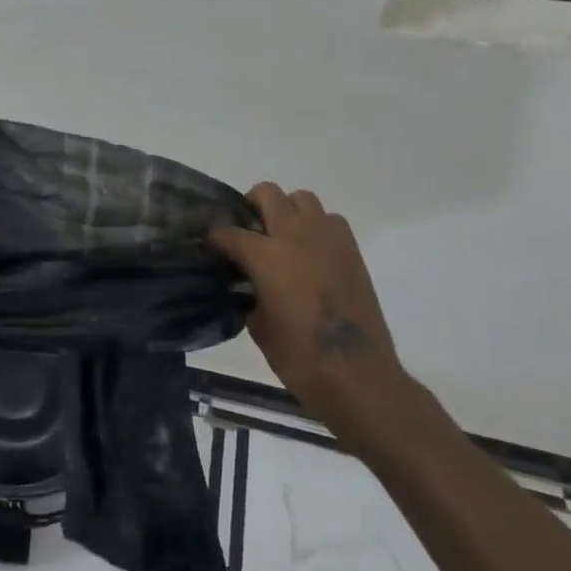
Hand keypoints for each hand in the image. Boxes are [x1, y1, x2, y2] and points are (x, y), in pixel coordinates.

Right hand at [210, 183, 402, 428]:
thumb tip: (247, 284)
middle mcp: (295, 236)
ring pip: (302, 199)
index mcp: (266, 256)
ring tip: (282, 239)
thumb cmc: (299, 357)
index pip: (228, 231)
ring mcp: (327, 240)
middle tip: (248, 231)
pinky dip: (317, 228)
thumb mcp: (258, 326)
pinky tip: (311, 254)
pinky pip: (330, 221)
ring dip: (288, 212)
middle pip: (268, 194)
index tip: (211, 247)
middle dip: (252, 206)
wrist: (358, 376)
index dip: (215, 238)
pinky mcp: (352, 252)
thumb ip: (248, 293)